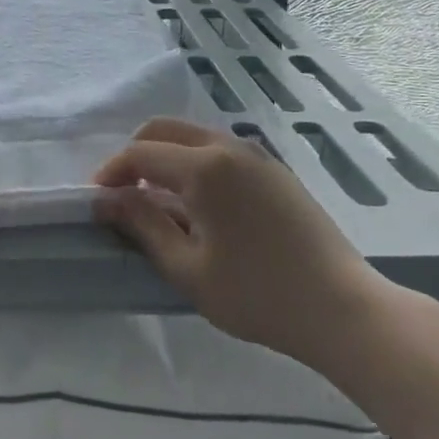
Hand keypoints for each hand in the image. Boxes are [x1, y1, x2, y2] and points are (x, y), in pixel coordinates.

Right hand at [94, 118, 391, 376]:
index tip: (97, 201)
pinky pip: (220, 150)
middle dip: (135, 154)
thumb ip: (143, 226)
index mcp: (205, 168)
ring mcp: (257, 155)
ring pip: (194, 136)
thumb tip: (106, 200)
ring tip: (157, 201)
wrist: (342, 308)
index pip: (141, 153)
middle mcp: (229, 147)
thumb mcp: (188, 268)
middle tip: (123, 194)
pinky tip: (197, 205)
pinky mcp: (275, 170)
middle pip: (165, 129)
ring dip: (165, 156)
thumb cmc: (257, 294)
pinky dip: (194, 162)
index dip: (111, 173)